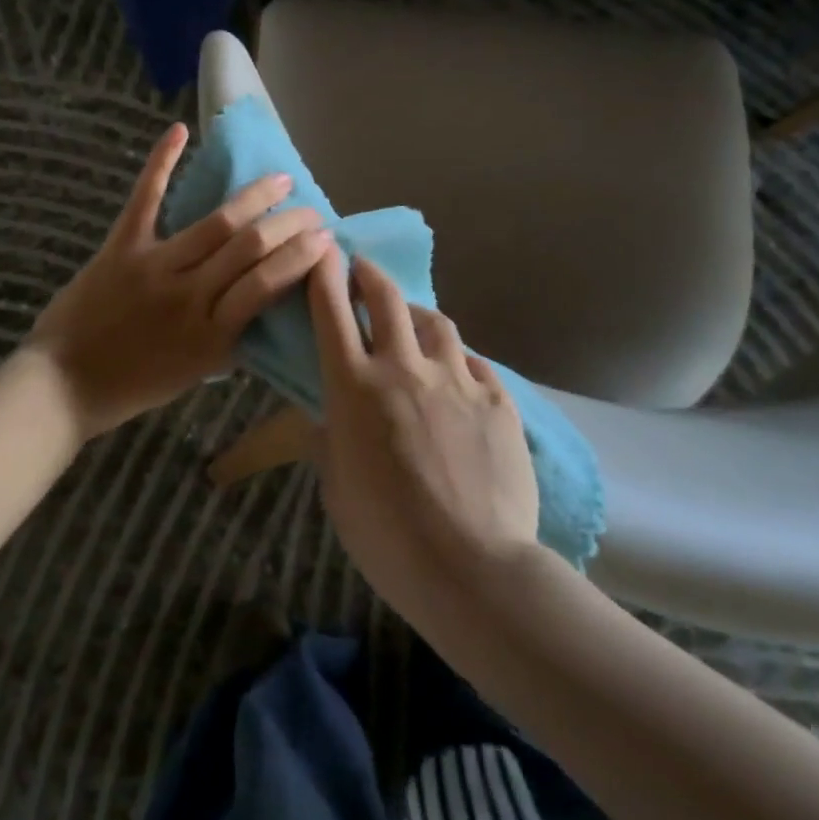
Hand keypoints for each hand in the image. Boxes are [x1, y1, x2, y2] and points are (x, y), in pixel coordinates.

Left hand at [29, 123, 333, 440]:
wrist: (62, 385)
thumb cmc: (133, 386)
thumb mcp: (194, 375)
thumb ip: (229, 340)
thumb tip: (263, 309)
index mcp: (212, 334)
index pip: (269, 284)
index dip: (302, 256)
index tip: (326, 238)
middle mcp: (190, 295)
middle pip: (251, 248)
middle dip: (290, 223)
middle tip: (312, 209)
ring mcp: (154, 266)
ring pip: (216, 223)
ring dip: (254, 197)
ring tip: (280, 179)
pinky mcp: (121, 247)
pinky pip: (146, 199)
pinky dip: (161, 162)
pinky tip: (179, 131)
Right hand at [308, 249, 538, 618]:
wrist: (472, 566)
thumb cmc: (386, 535)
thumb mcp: (336, 487)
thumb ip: (331, 439)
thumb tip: (330, 416)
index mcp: (354, 388)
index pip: (332, 312)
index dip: (324, 275)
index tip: (322, 253)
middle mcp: (404, 368)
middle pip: (386, 298)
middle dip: (369, 274)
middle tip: (363, 268)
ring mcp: (456, 380)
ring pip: (435, 322)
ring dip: (416, 314)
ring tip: (411, 322)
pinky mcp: (496, 398)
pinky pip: (472, 363)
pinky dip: (456, 360)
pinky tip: (455, 375)